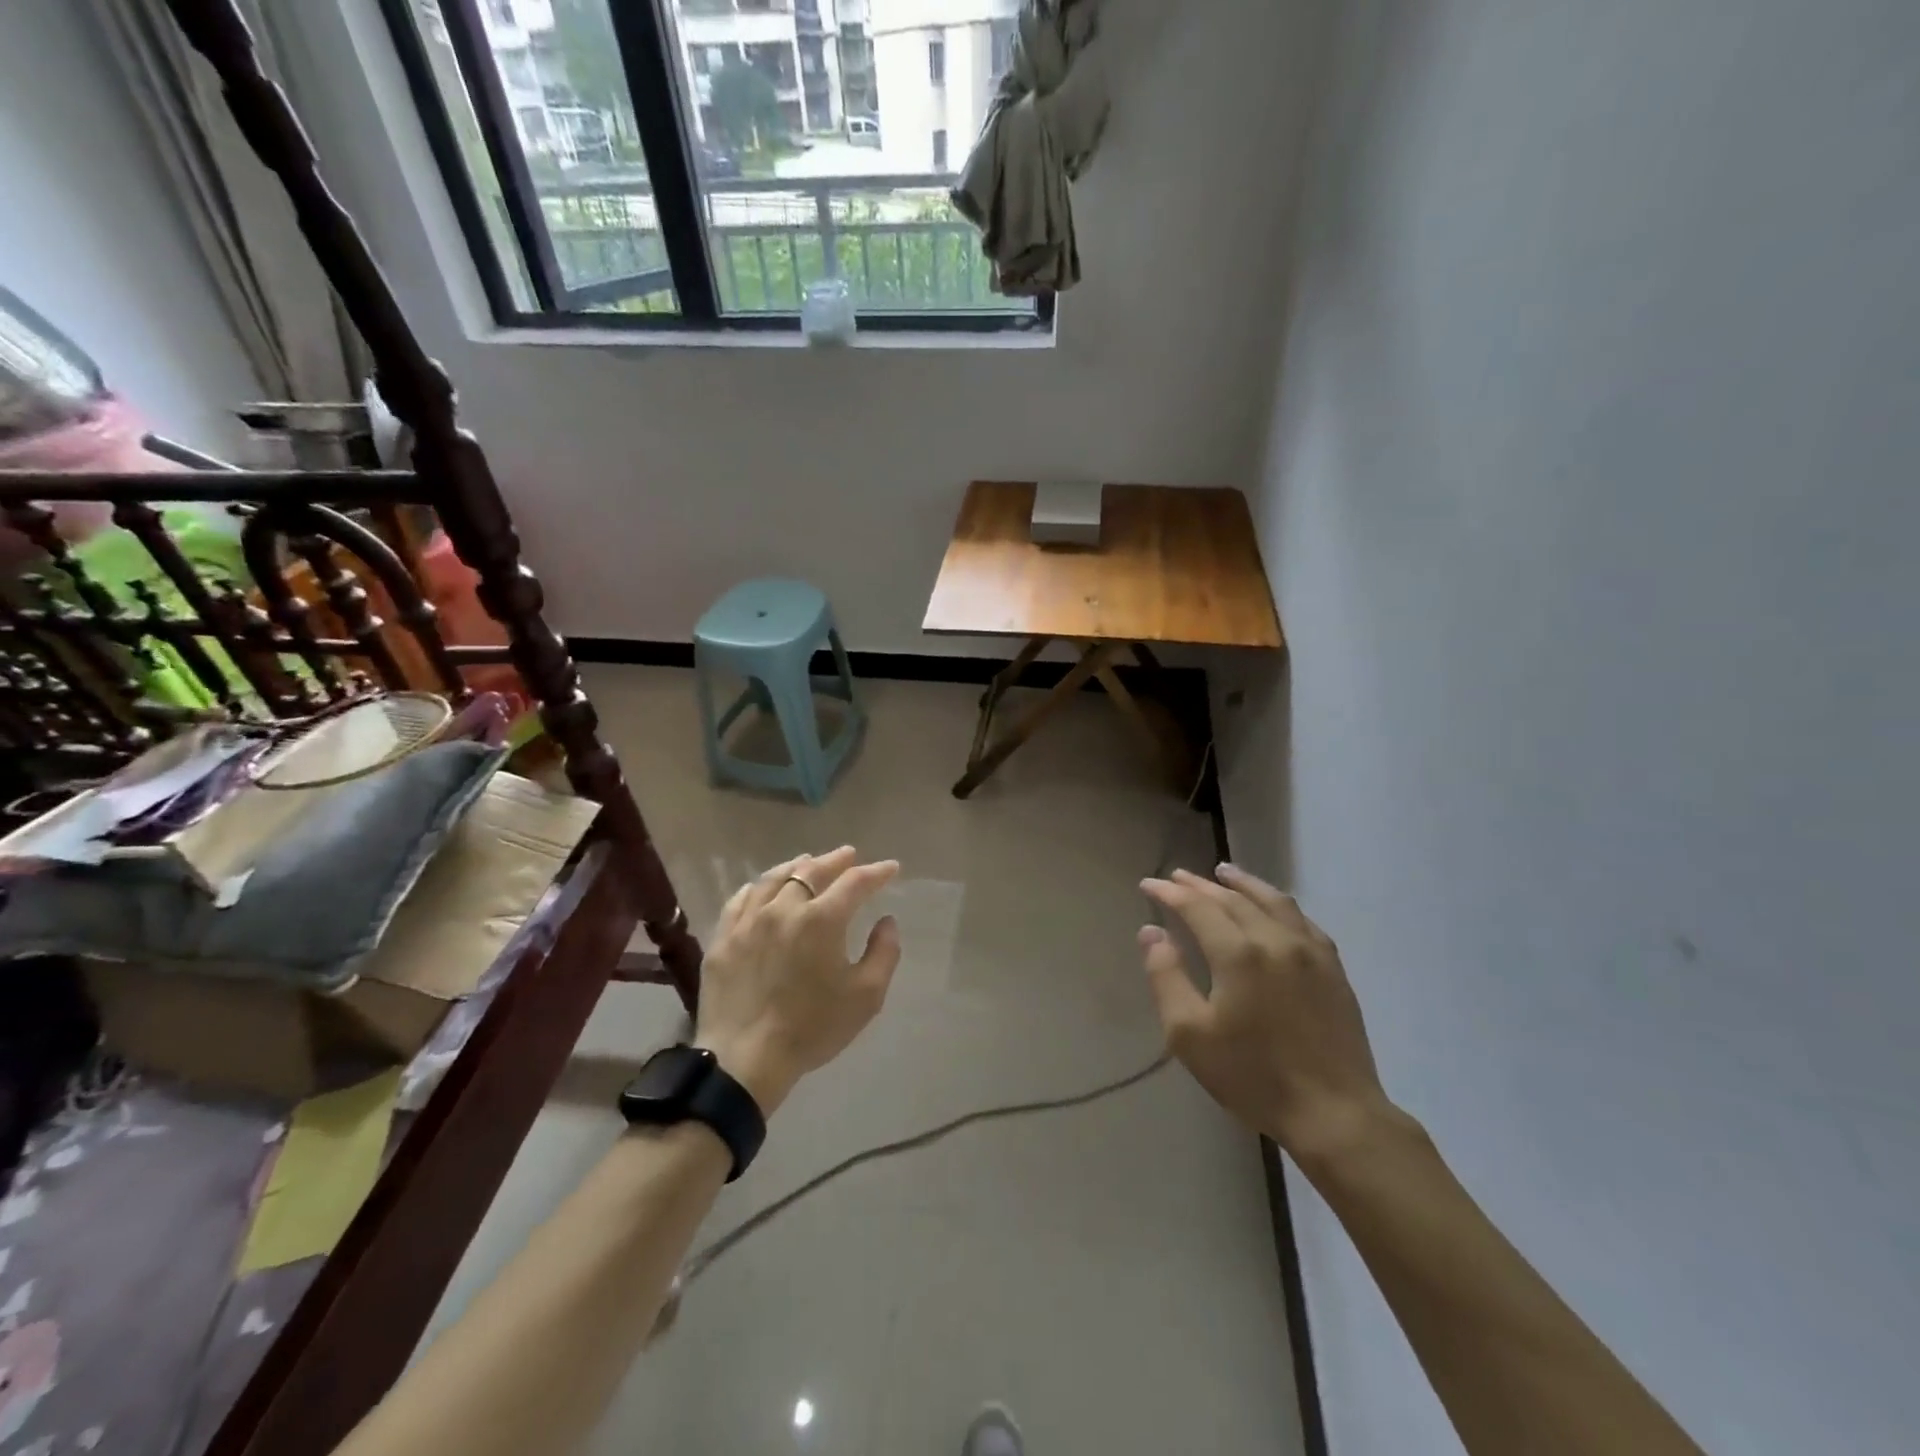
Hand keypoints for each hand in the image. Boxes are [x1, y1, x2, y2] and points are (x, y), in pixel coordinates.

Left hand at [694, 847, 901, 1116]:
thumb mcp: (866, 996)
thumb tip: (886, 921)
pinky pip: (742, 898)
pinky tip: (764, 887)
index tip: (891, 869)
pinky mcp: (724, 937)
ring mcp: (749, 920)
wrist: (745, 1059)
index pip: (855, 882)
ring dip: (797, 866)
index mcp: (822, 919)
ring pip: (774, 878)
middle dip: (836, 860)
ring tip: (808, 862)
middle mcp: (784, 908)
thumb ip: (884, 952)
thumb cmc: (813, 1028)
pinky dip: (760, 886)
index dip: (876, 872)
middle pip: (812, 870)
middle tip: (850, 855)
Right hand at [1139, 865, 1395, 1162]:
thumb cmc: (1253, 1076)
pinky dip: (1278, 903)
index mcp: (1238, 953)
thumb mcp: (1190, 1034)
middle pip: (1232, 899)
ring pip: (1272, 901)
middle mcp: (1275, 939)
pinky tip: (1272, 907)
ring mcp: (1310, 951)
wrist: (1334, 1113)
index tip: (1148, 884)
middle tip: (1176, 876)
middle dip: (1200, 885)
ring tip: (1223, 872)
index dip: (1170, 892)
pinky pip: (1301, 920)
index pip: (1197, 907)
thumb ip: (1166, 976)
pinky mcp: (1333, 969)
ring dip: (1243, 883)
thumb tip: (1150, 932)